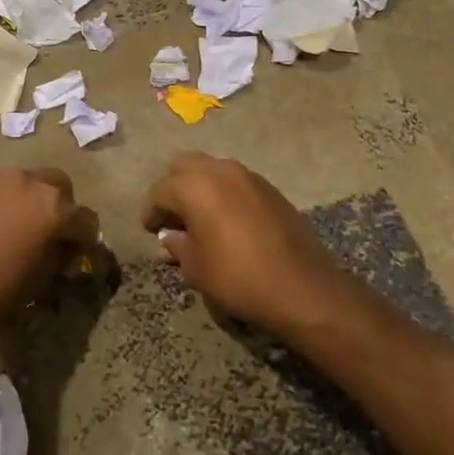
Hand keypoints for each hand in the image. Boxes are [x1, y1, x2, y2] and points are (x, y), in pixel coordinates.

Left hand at [0, 166, 98, 338]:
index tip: (76, 254)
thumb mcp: (42, 279)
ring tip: (12, 226)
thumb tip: (65, 247)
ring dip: (26, 199)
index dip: (84, 239)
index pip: (85, 219)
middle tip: (47, 232)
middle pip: (58, 185)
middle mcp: (28, 181)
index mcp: (54, 207)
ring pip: (23, 181)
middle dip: (59, 206)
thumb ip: (60, 254)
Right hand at [142, 154, 348, 338]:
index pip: (160, 191)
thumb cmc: (237, 277)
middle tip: (173, 218)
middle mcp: (219, 170)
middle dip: (174, 189)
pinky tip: (228, 222)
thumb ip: (177, 246)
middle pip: (184, 167)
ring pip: (212, 170)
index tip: (150, 230)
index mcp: (194, 186)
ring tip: (200, 219)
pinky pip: (236, 182)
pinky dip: (224, 194)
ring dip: (201, 189)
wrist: (302, 288)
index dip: (151, 212)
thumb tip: (169, 239)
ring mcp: (248, 176)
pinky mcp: (270, 188)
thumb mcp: (196, 268)